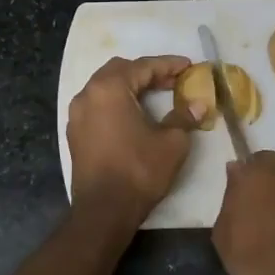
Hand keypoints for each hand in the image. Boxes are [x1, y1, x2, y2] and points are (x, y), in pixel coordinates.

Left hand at [67, 55, 199, 220]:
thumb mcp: (171, 143)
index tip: (188, 66)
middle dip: (147, 72)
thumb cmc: (139, 171)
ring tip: (154, 95)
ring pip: (105, 87)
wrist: (103, 210)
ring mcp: (77, 114)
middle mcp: (88, 94)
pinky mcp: (75, 132)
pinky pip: (97, 105)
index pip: (143, 67)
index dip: (168, 65)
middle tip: (172, 81)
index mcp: (109, 89)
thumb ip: (184, 117)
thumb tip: (199, 104)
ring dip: (130, 86)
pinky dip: (116, 102)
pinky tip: (133, 114)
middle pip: (119, 70)